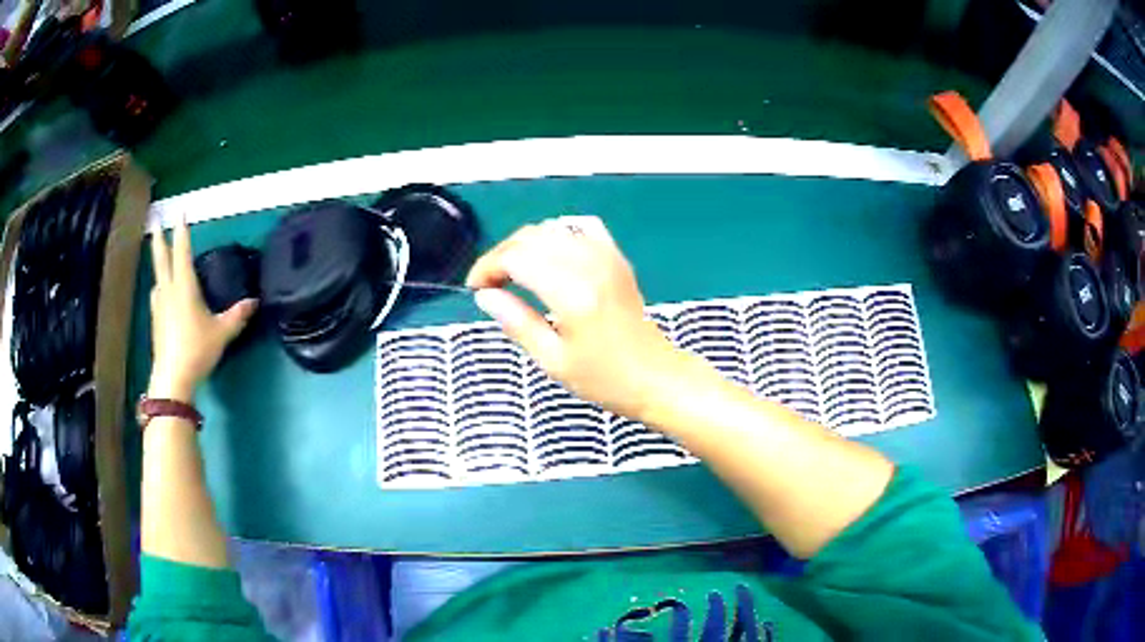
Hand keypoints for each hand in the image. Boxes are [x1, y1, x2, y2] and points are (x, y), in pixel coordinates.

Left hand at [147, 221, 256, 401]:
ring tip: (162, 257)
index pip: (182, 251)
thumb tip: (254, 302)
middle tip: (156, 221)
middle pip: (162, 258)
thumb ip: (237, 316)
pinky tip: (162, 291)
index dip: (181, 231)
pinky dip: (160, 284)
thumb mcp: (221, 333)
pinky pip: (157, 293)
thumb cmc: (196, 350)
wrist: (172, 378)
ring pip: (158, 276)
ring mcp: (159, 306)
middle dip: (159, 238)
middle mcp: (168, 290)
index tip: (180, 212)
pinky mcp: (156, 321)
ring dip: (159, 262)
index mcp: (183, 287)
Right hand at [467, 216, 682, 419]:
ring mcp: (606, 256)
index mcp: (571, 293)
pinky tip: (551, 256)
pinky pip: (581, 228)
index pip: (516, 258)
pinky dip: (558, 235)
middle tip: (490, 283)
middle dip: (502, 254)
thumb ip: (517, 323)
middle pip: (530, 237)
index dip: (488, 267)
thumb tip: (485, 296)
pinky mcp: (616, 257)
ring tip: (514, 272)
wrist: (655, 376)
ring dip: (526, 244)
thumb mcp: (553, 360)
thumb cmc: (604, 378)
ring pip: (552, 228)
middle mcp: (588, 264)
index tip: (475, 288)